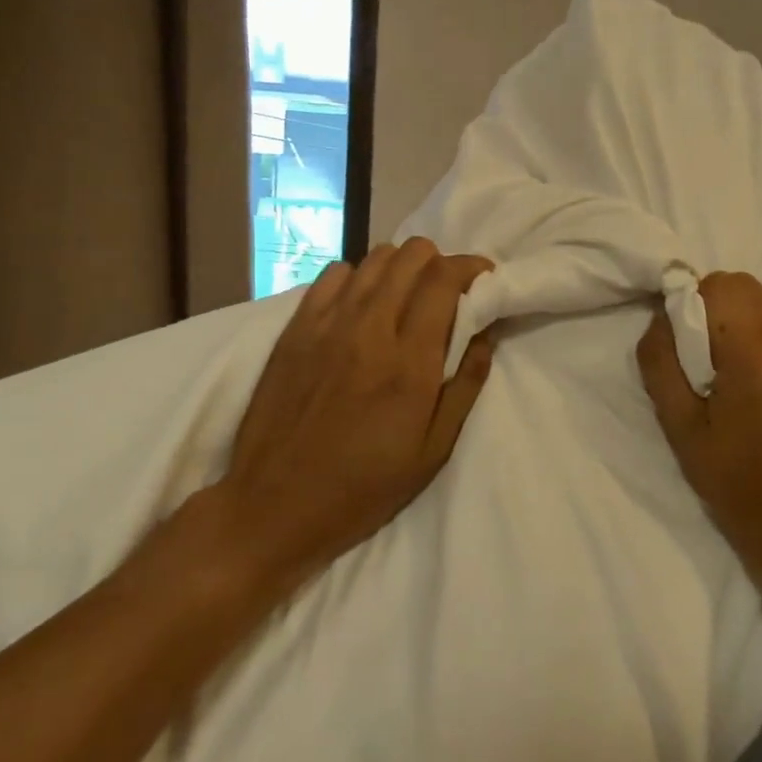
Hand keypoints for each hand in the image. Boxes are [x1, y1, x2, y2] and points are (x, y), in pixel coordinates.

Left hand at [205, 239, 495, 596]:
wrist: (273, 506)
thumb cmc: (363, 487)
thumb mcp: (433, 450)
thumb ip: (465, 385)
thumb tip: (487, 333)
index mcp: (409, 362)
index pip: (444, 279)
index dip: (471, 267)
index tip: (484, 278)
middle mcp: (369, 329)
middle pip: (411, 255)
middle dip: (440, 261)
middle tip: (447, 290)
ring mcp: (327, 324)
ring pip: (374, 257)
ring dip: (401, 266)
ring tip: (407, 295)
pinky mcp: (295, 328)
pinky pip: (333, 274)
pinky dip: (358, 277)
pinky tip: (361, 304)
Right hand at [636, 271, 761, 591]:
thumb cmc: (731, 480)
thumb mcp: (678, 424)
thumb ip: (661, 359)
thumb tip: (662, 314)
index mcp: (755, 359)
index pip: (726, 285)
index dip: (699, 301)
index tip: (692, 340)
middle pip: (752, 293)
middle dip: (724, 314)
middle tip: (715, 363)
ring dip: (755, 333)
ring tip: (749, 383)